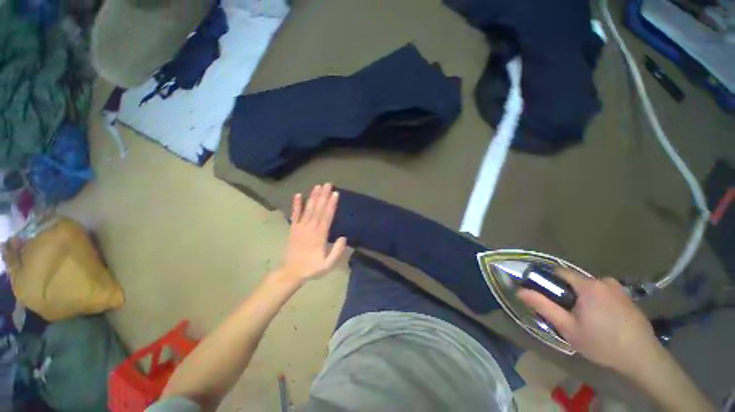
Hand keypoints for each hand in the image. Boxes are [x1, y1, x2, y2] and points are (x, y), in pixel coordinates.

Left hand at [276, 183, 346, 284]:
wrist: (291, 272)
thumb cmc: (312, 268)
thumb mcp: (328, 265)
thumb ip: (337, 251)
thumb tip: (344, 237)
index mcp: (320, 236)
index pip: (327, 217)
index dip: (331, 205)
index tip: (335, 193)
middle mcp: (310, 228)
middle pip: (318, 209)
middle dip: (323, 196)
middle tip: (328, 184)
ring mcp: (300, 227)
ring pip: (308, 209)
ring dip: (313, 197)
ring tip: (317, 186)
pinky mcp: (293, 229)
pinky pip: (294, 215)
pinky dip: (296, 205)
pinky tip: (298, 195)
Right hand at [517, 270, 660, 375]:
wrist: (643, 358)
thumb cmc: (602, 343)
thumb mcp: (567, 328)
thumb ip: (543, 306)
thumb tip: (520, 290)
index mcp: (588, 285)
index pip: (560, 271)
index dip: (548, 279)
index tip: (544, 294)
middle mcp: (604, 281)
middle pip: (575, 281)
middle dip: (567, 293)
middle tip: (566, 314)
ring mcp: (618, 289)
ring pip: (590, 288)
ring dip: (582, 298)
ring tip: (585, 320)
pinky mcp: (627, 297)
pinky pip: (604, 293)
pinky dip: (597, 302)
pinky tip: (602, 321)